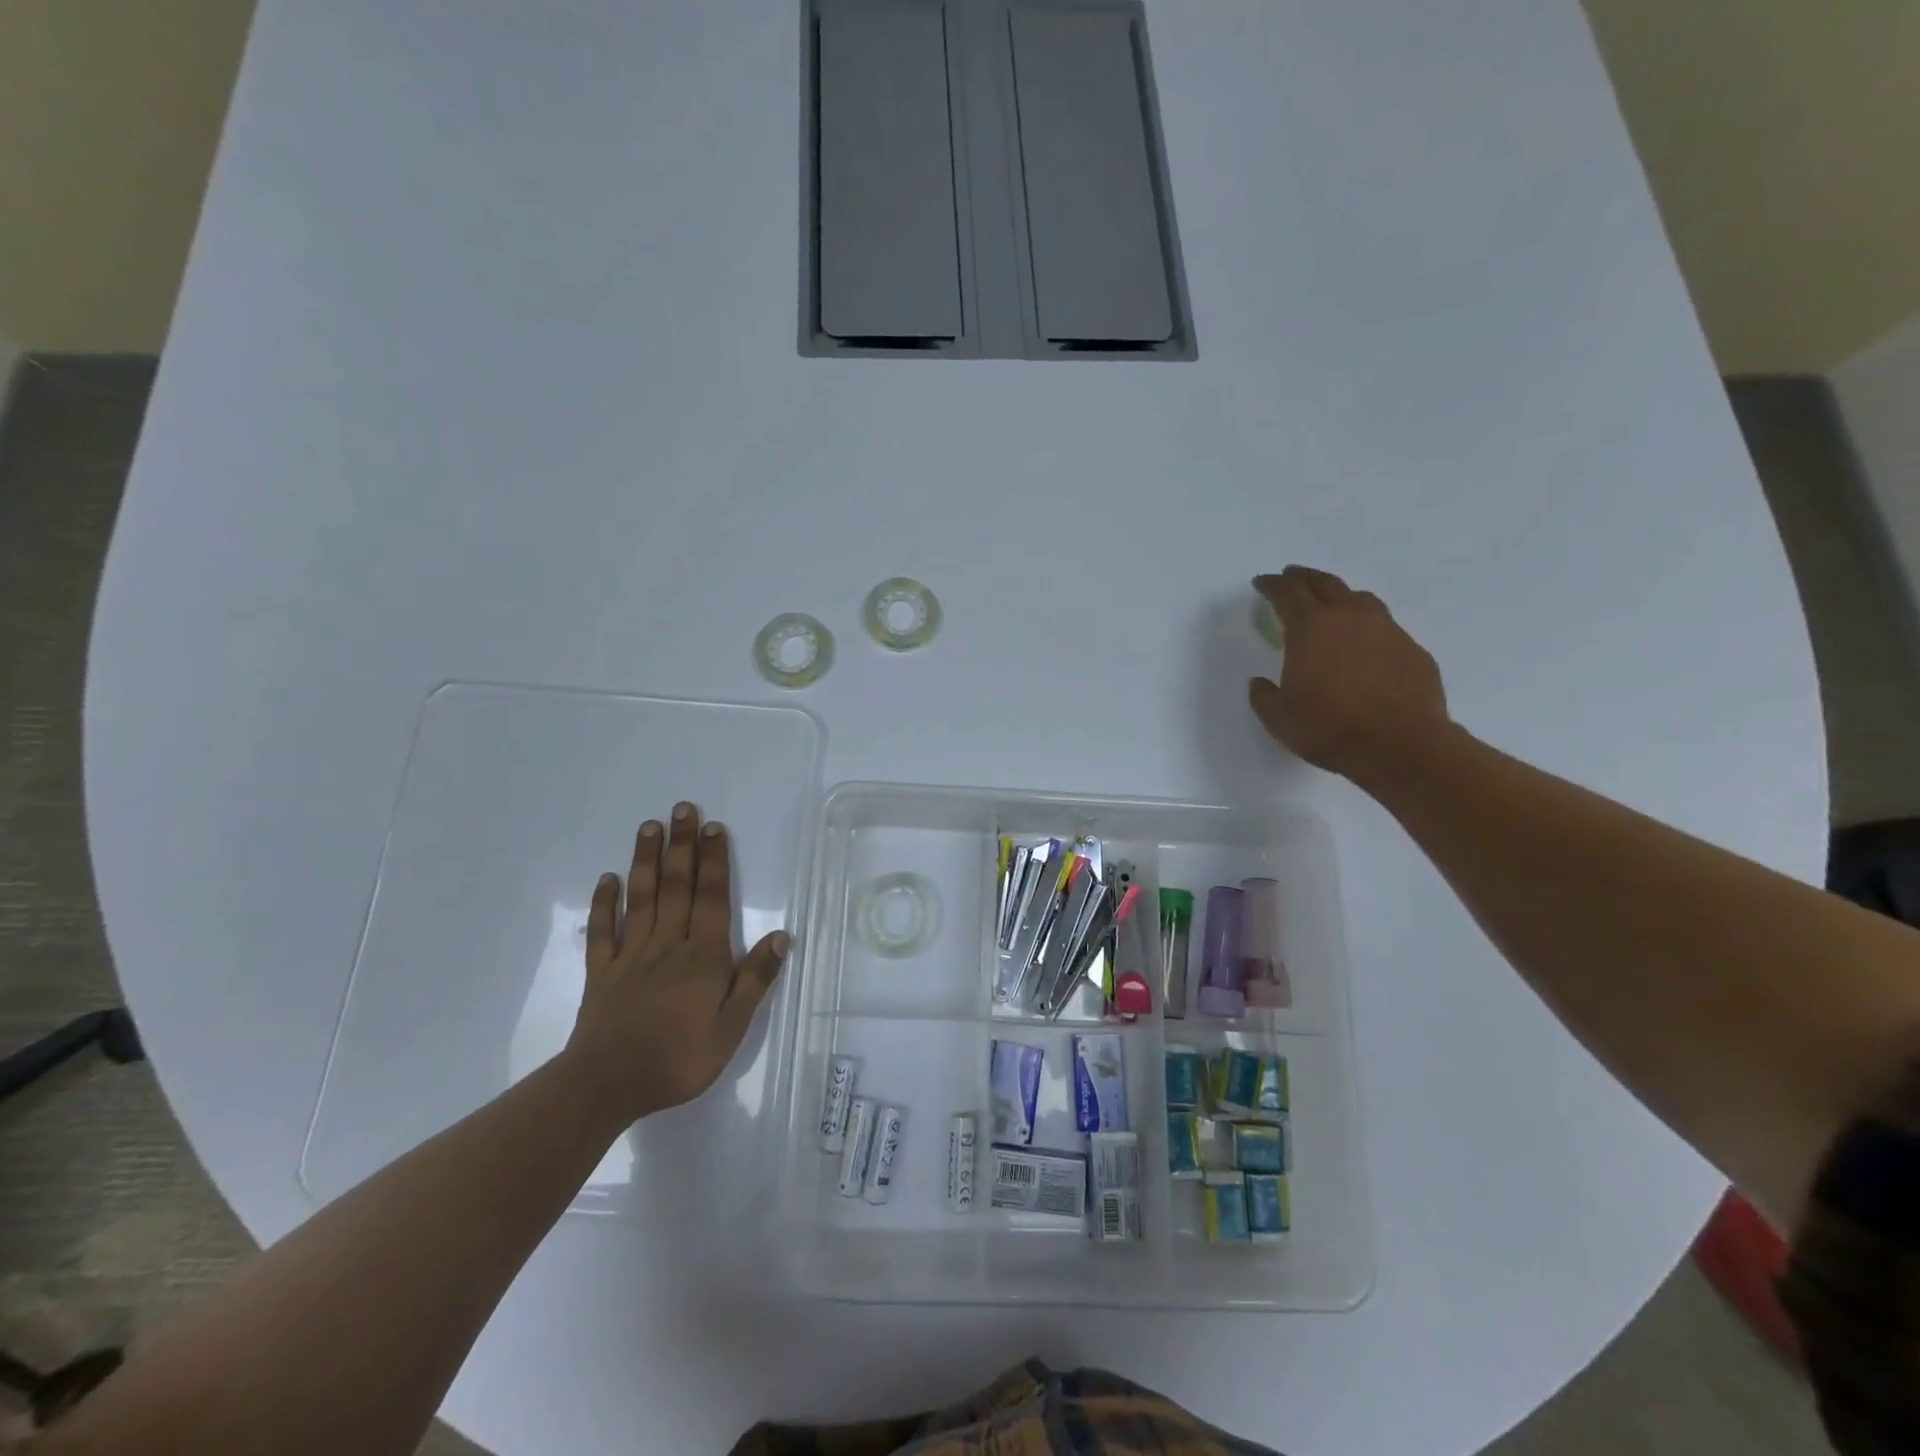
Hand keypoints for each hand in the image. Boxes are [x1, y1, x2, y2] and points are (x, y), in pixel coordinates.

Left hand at [565, 802, 788, 1122]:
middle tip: (683, 808)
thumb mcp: (731, 1028)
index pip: (711, 898)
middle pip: (677, 887)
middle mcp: (668, 945)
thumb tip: (781, 936)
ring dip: (646, 861)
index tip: (714, 827)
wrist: (608, 1085)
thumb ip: (755, 979)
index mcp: (703, 957)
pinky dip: (604, 903)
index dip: (714, 861)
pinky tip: (607, 879)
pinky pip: (603, 931)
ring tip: (649, 827)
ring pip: (641, 899)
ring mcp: (631, 956)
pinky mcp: (601, 973)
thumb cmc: (679, 1058)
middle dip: (682, 845)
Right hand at [1248, 567, 1452, 782]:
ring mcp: (1386, 630)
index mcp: (1311, 628)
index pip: (1286, 593)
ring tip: (1331, 603)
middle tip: (1291, 576)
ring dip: (1340, 595)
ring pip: (1360, 598)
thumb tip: (1260, 683)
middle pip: (1324, 584)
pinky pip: (1384, 626)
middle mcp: (1350, 617)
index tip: (1261, 582)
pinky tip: (1364, 643)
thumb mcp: (1279, 718)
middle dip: (1303, 577)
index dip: (1271, 585)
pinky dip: (1367, 626)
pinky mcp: (1412, 649)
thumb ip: (1264, 696)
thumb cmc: (1330, 728)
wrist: (1401, 745)